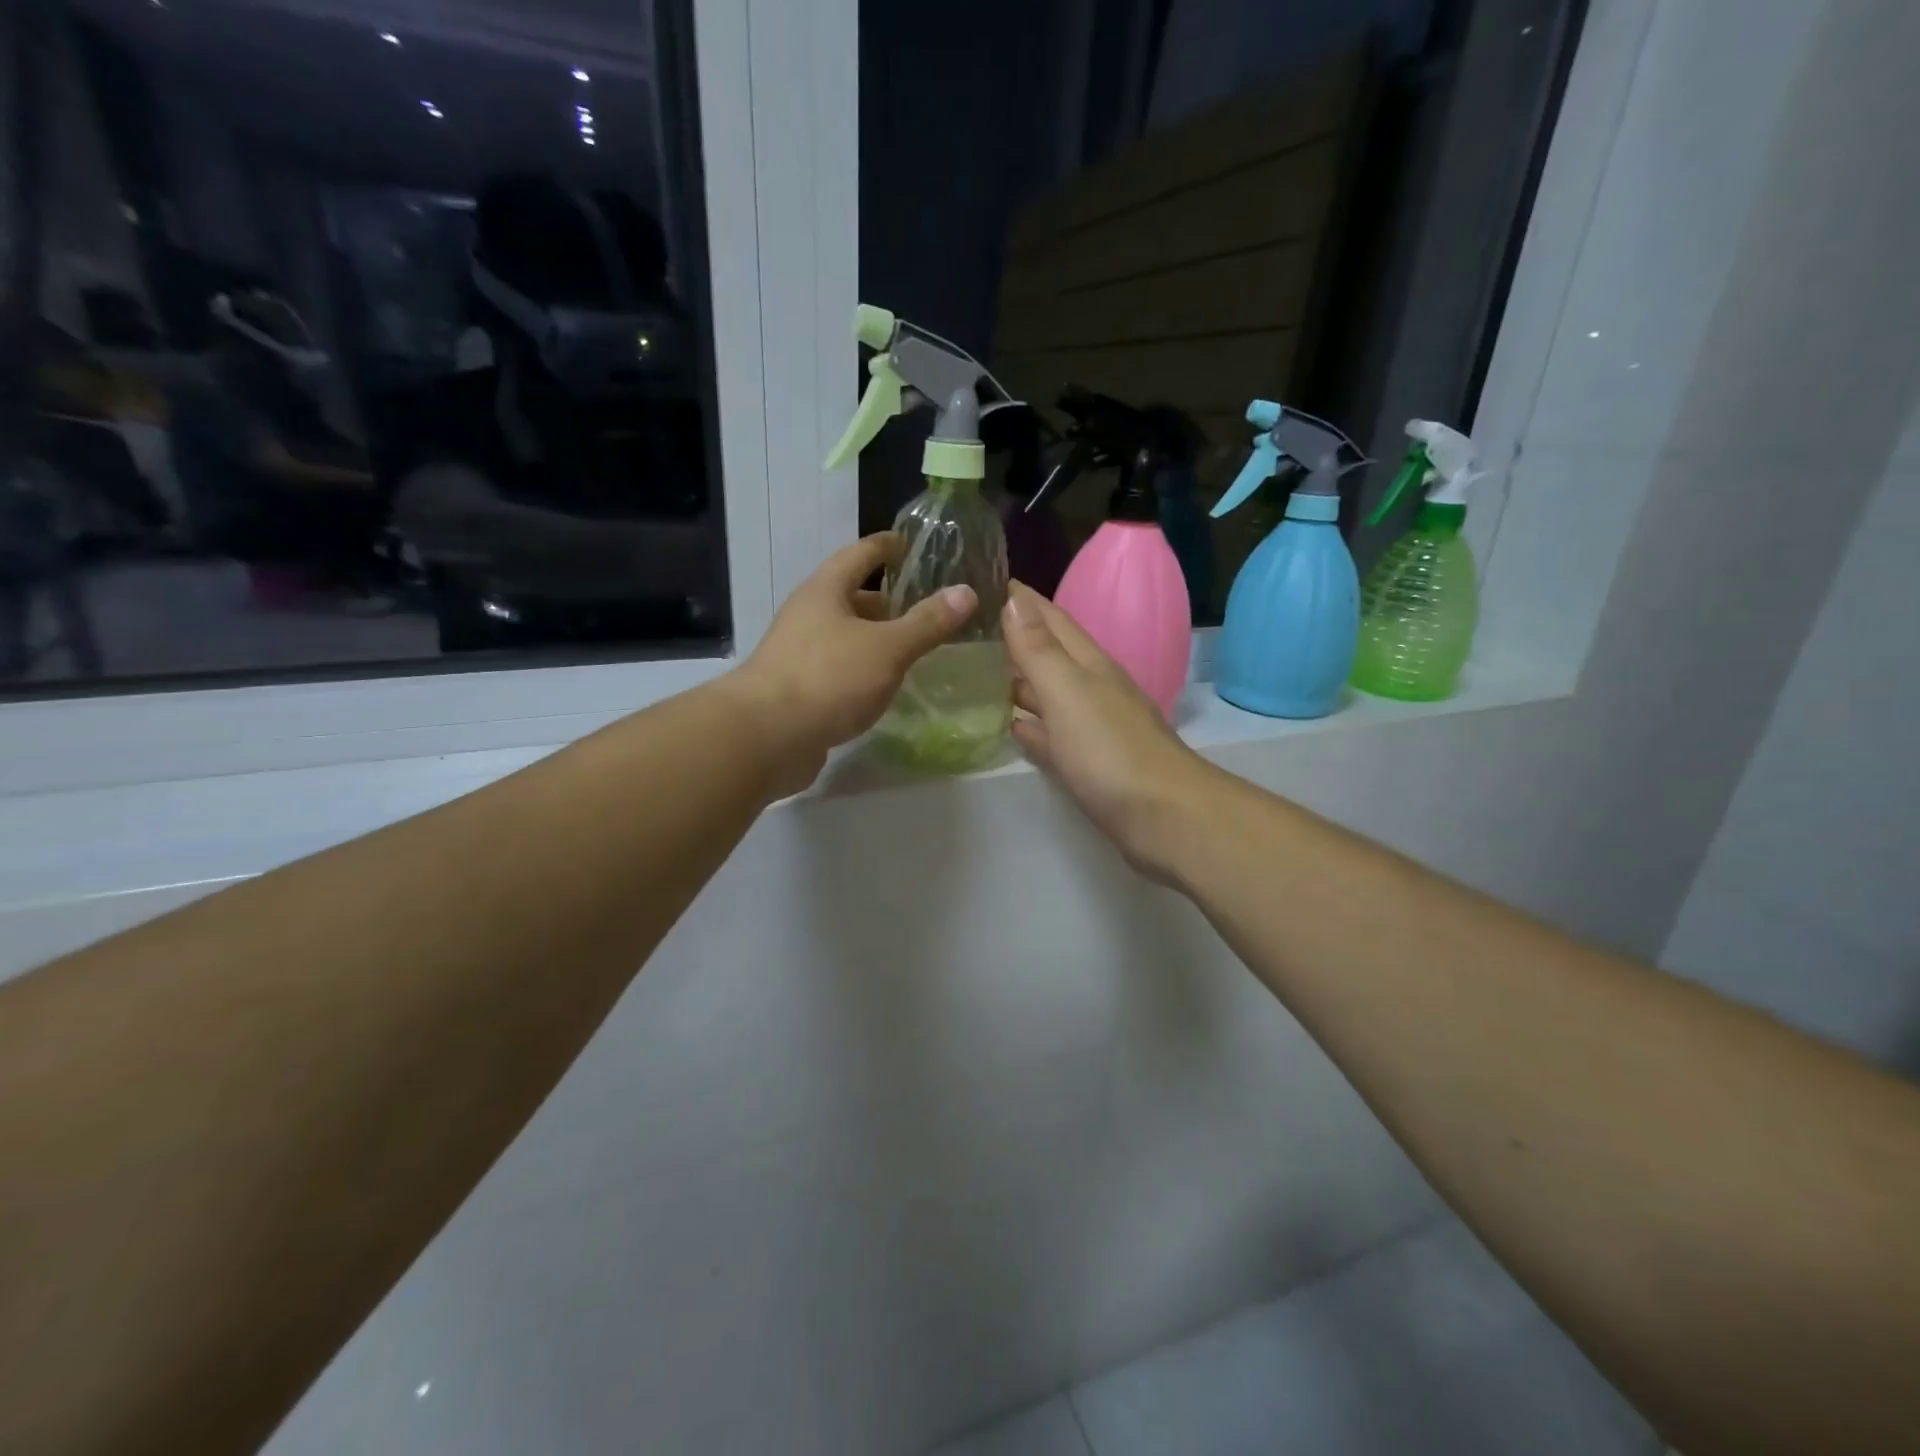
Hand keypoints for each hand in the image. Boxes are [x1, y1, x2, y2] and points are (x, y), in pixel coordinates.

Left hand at [726, 533, 976, 794]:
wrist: (766, 737)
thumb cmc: (828, 678)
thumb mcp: (887, 648)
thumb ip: (927, 623)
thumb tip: (967, 592)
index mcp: (825, 591)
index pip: (860, 554)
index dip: (887, 547)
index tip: (910, 545)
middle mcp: (808, 616)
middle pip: (850, 597)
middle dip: (886, 601)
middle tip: (924, 609)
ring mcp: (799, 654)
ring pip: (845, 637)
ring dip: (875, 639)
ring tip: (912, 650)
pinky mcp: (798, 691)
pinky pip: (838, 670)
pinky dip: (863, 671)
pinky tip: (884, 687)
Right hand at [1005, 582, 1214, 879]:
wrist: (1163, 818)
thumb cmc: (1110, 750)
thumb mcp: (1068, 692)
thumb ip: (1039, 649)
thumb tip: (1014, 598)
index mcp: (1088, 665)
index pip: (1051, 617)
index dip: (1020, 598)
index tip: (983, 578)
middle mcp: (1092, 689)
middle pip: (1049, 654)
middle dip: (1014, 637)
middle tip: (967, 629)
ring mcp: (1092, 729)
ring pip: (1049, 695)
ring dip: (1019, 682)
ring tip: (976, 673)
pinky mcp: (1089, 766)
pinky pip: (1052, 736)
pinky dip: (1032, 727)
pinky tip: (1012, 726)